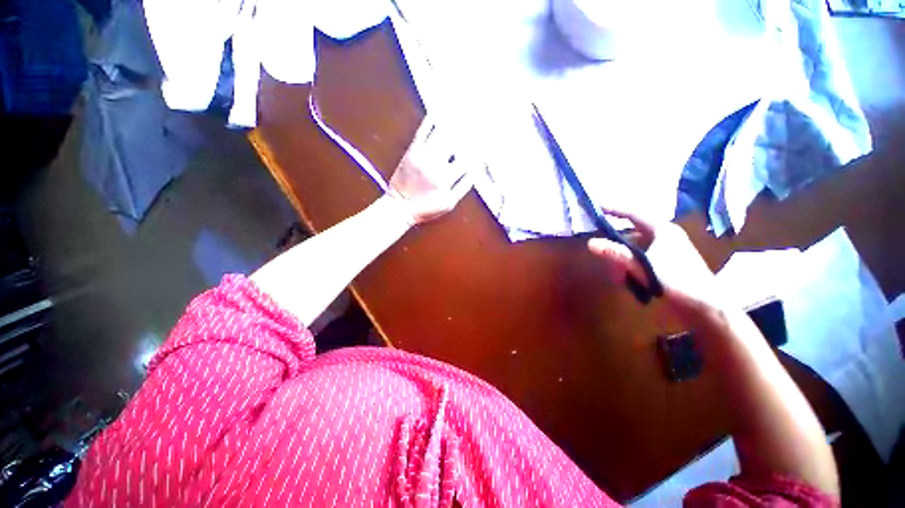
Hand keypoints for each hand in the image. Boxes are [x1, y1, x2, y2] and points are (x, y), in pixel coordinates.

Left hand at [388, 116, 473, 225]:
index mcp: (446, 178)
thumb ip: (463, 187)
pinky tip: (438, 112)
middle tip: (479, 119)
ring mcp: (422, 155)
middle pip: (456, 142)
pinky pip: (422, 132)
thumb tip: (476, 170)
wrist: (399, 207)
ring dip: (453, 122)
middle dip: (469, 131)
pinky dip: (431, 121)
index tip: (485, 141)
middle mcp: (435, 164)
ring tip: (463, 111)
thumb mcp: (449, 203)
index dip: (477, 150)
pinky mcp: (411, 151)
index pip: (467, 159)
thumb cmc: (425, 208)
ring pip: (441, 134)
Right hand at [587, 210, 720, 321]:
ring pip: (633, 250)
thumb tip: (591, 243)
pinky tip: (628, 280)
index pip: (633, 214)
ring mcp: (664, 250)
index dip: (613, 209)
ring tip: (619, 278)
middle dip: (615, 250)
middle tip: (606, 262)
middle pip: (629, 236)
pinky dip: (630, 267)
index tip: (596, 206)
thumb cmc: (677, 282)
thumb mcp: (643, 267)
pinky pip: (639, 259)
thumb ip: (616, 254)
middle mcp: (663, 236)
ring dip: (622, 262)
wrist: (706, 308)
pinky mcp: (665, 263)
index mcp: (662, 230)